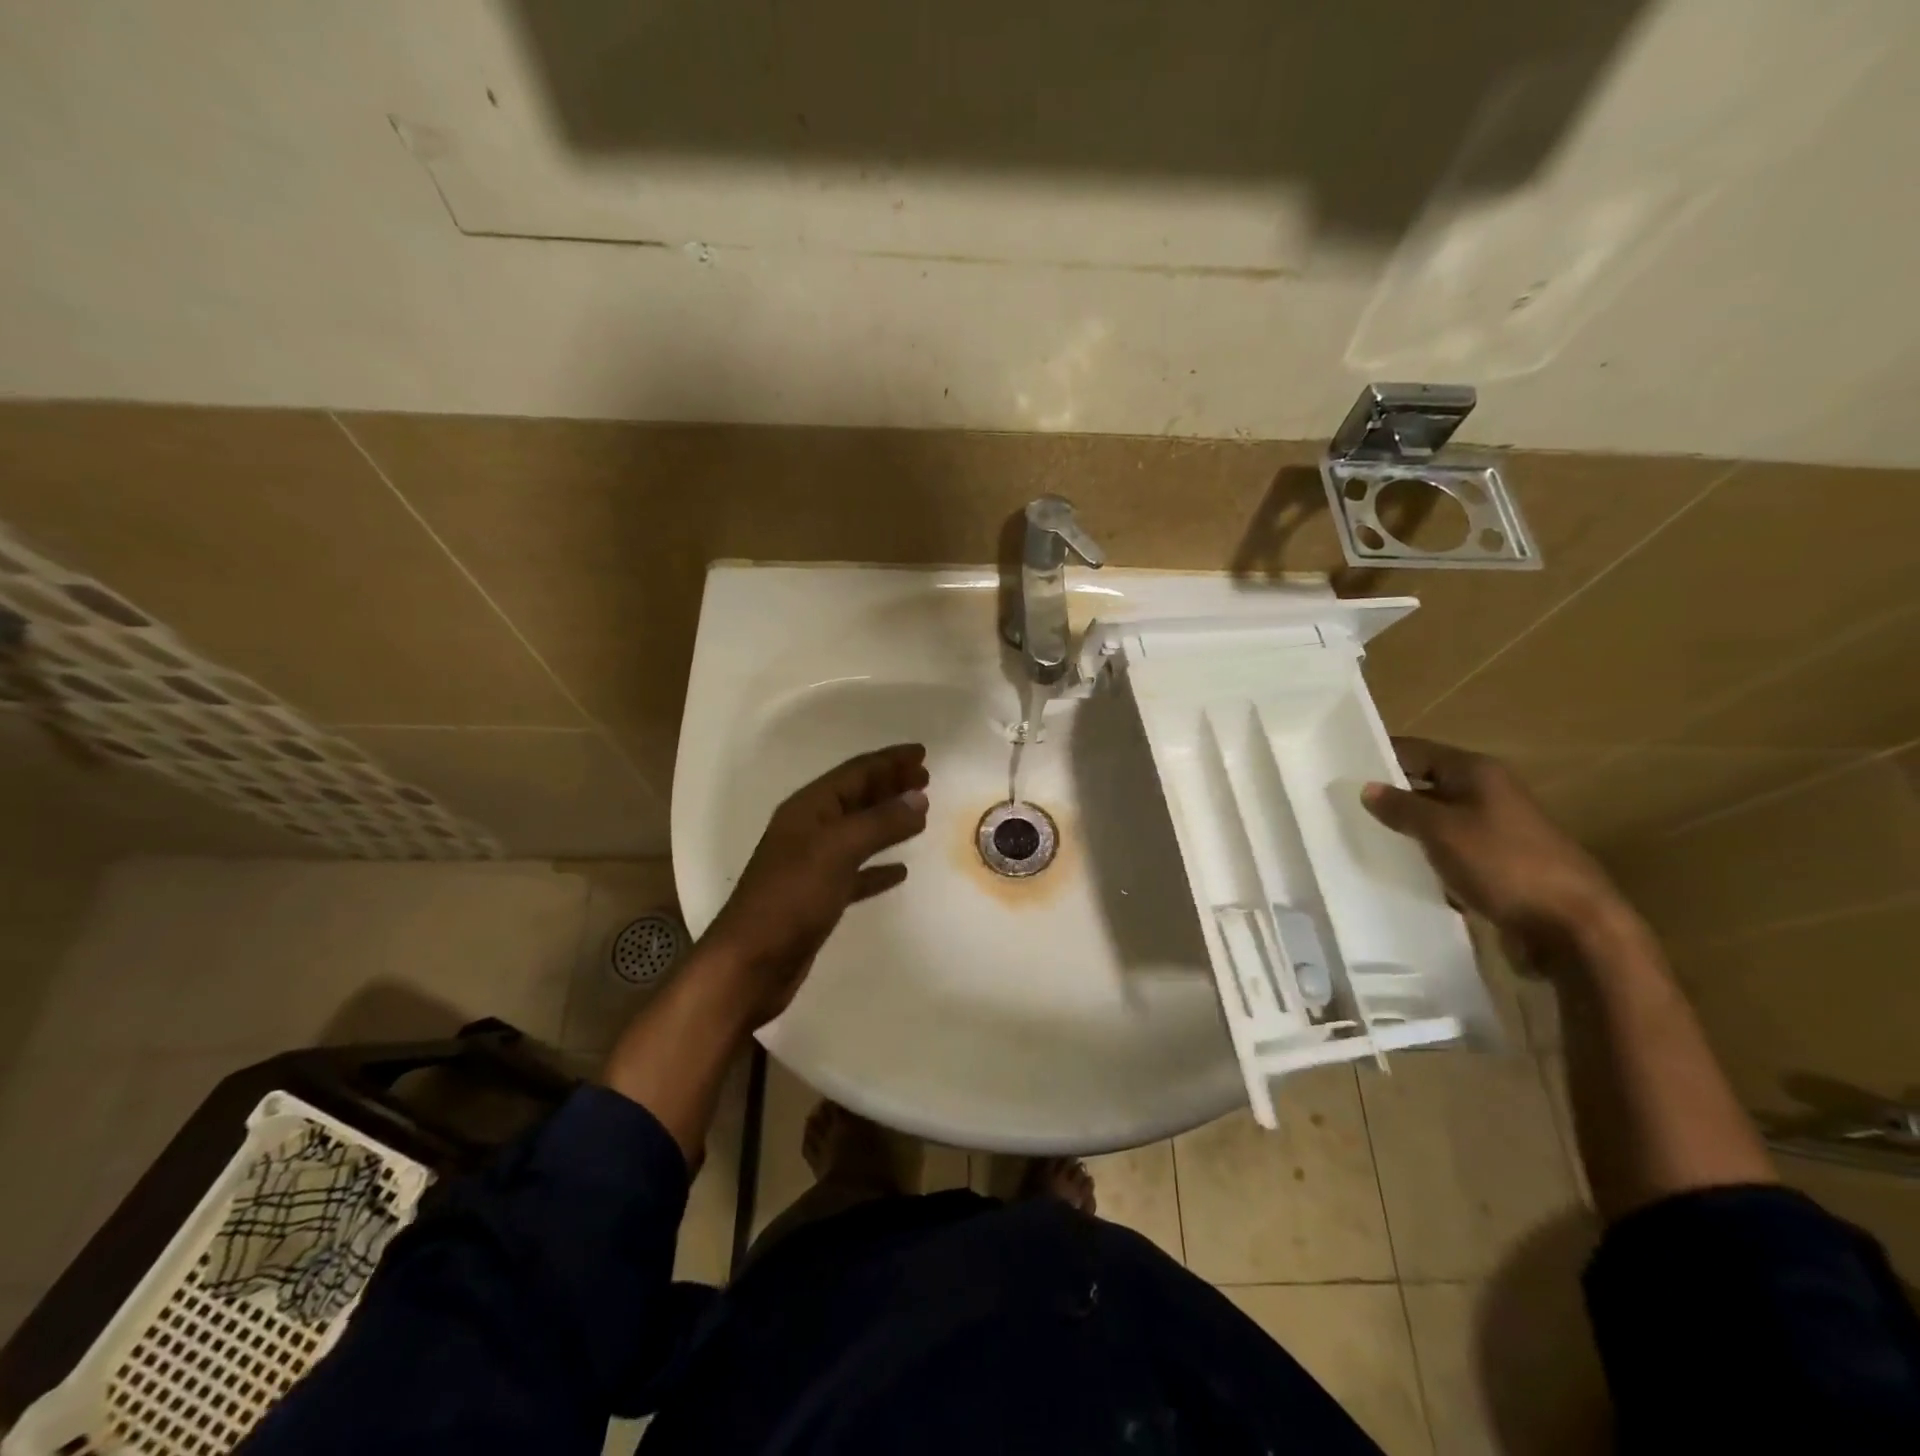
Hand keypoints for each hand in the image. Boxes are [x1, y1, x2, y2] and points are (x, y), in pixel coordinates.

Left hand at [700, 743, 930, 1026]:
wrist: (750, 964)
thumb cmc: (791, 898)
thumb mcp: (837, 851)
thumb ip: (880, 823)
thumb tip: (918, 800)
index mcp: (808, 809)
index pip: (855, 772)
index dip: (888, 761)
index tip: (922, 754)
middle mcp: (809, 829)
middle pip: (856, 797)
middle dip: (889, 784)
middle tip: (925, 777)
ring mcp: (812, 864)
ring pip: (858, 831)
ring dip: (887, 819)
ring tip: (920, 814)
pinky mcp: (818, 897)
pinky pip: (856, 871)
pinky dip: (878, 866)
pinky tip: (900, 870)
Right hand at [1360, 737, 1624, 950]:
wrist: (1572, 926)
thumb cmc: (1503, 863)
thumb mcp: (1441, 830)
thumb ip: (1401, 807)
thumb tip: (1368, 788)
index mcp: (1477, 772)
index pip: (1416, 750)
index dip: (1379, 755)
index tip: (1338, 767)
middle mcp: (1487, 793)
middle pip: (1425, 784)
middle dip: (1388, 795)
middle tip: (1341, 806)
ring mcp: (1494, 830)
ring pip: (1436, 820)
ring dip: (1405, 829)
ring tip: (1360, 837)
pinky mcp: (1496, 864)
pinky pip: (1449, 850)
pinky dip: (1425, 856)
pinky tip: (1397, 869)